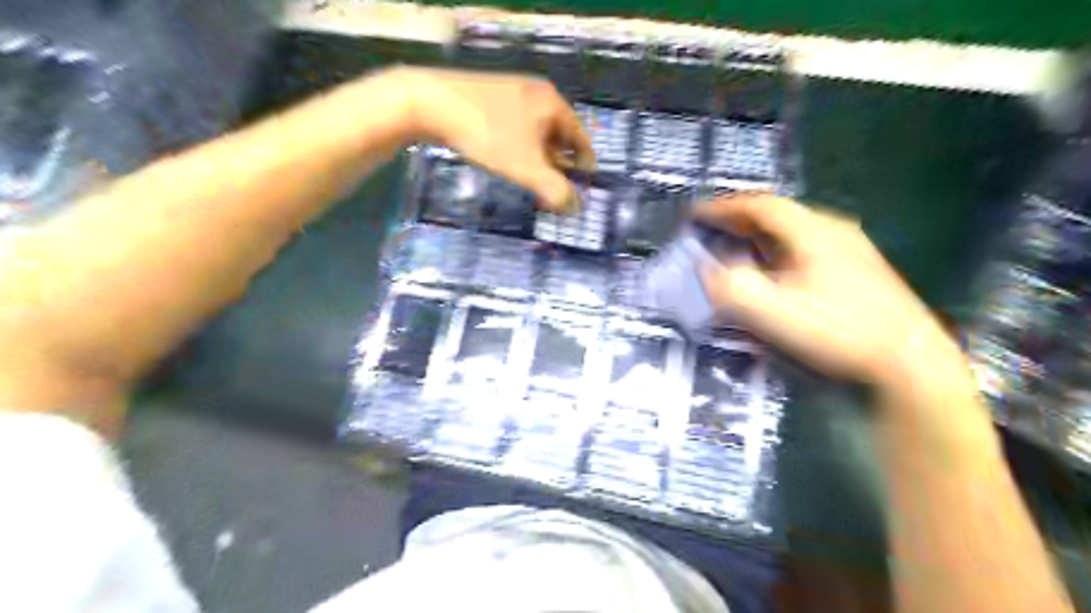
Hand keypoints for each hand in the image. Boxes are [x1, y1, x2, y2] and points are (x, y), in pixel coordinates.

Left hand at [389, 66, 594, 209]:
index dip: (584, 163)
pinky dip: (519, 144)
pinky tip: (507, 158)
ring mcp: (511, 90)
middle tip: (555, 186)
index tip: (582, 184)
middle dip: (559, 162)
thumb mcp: (527, 168)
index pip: (580, 137)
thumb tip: (576, 207)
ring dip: (538, 155)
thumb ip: (555, 190)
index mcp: (553, 103)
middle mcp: (536, 92)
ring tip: (532, 176)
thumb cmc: (488, 134)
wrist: (430, 102)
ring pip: (535, 130)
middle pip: (558, 133)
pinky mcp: (488, 95)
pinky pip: (515, 125)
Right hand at [699, 195, 961, 383]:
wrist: (910, 367)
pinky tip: (773, 275)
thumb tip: (704, 269)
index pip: (759, 206)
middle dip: (738, 222)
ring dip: (757, 238)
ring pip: (792, 234)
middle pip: (777, 216)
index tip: (694, 215)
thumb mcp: (775, 313)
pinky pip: (804, 251)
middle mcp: (833, 232)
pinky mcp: (858, 274)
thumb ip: (731, 289)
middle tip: (709, 231)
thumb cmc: (839, 334)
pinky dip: (777, 255)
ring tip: (734, 250)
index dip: (723, 209)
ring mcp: (850, 252)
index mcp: (813, 232)